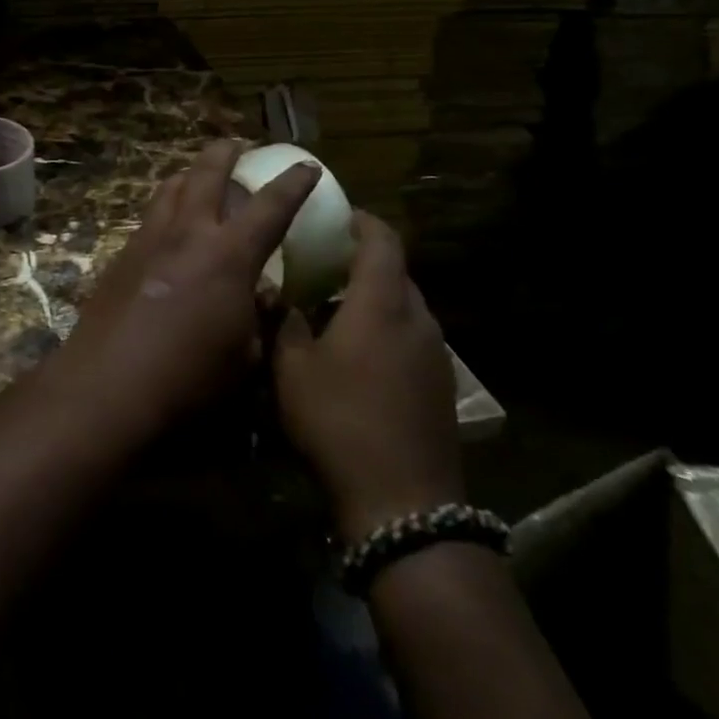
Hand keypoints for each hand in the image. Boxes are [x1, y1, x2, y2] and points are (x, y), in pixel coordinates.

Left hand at [60, 140, 321, 433]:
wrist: (108, 384)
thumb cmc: (189, 379)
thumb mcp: (245, 356)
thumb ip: (259, 317)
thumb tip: (264, 295)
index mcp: (229, 255)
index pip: (270, 206)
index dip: (293, 183)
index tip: (306, 165)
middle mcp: (188, 233)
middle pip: (208, 173)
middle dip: (227, 152)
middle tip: (238, 145)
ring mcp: (150, 239)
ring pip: (171, 186)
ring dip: (190, 173)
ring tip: (198, 174)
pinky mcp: (122, 254)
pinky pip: (150, 214)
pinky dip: (166, 205)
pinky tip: (168, 225)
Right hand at [271, 212, 463, 542]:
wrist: (404, 502)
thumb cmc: (340, 421)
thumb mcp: (292, 369)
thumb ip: (284, 322)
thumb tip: (276, 295)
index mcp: (382, 302)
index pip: (382, 239)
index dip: (362, 220)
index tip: (338, 215)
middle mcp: (417, 317)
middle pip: (396, 271)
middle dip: (363, 261)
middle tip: (324, 265)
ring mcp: (435, 353)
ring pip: (405, 306)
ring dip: (375, 298)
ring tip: (336, 311)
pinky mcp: (441, 384)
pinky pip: (412, 337)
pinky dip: (388, 329)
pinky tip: (360, 356)